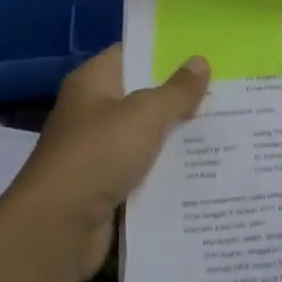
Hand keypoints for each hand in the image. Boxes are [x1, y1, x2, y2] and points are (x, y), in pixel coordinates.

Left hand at [1, 44, 208, 281]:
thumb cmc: (99, 153)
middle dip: (180, 96)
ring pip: (146, 136)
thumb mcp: (146, 114)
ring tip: (224, 128)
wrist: (56, 229)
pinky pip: (144, 172)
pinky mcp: (105, 188)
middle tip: (225, 91)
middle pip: (143, 96)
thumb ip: (177, 90)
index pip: (133, 53)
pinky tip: (204, 169)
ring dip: (177, 137)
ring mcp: (97, 152)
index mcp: (93, 81)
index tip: (204, 51)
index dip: (166, 51)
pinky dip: (167, 172)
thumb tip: (201, 61)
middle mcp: (92, 111)